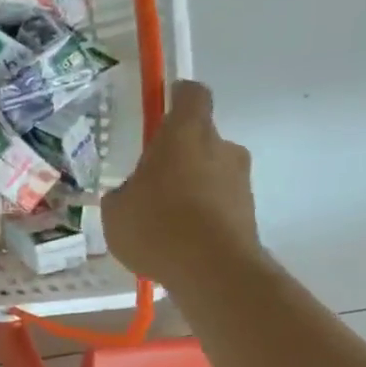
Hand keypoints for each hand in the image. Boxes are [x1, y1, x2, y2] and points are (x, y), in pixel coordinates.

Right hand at [102, 80, 259, 286]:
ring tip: (162, 219)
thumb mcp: (116, 210)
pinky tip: (178, 241)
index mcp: (185, 134)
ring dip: (190, 186)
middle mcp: (220, 148)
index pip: (191, 94)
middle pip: (200, 138)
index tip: (164, 105)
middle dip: (178, 154)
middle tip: (150, 180)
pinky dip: (202, 214)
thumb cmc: (157, 226)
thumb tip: (131, 194)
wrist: (213, 272)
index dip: (178, 96)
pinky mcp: (249, 212)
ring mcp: (240, 180)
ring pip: (210, 172)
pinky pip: (218, 203)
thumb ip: (123, 193)